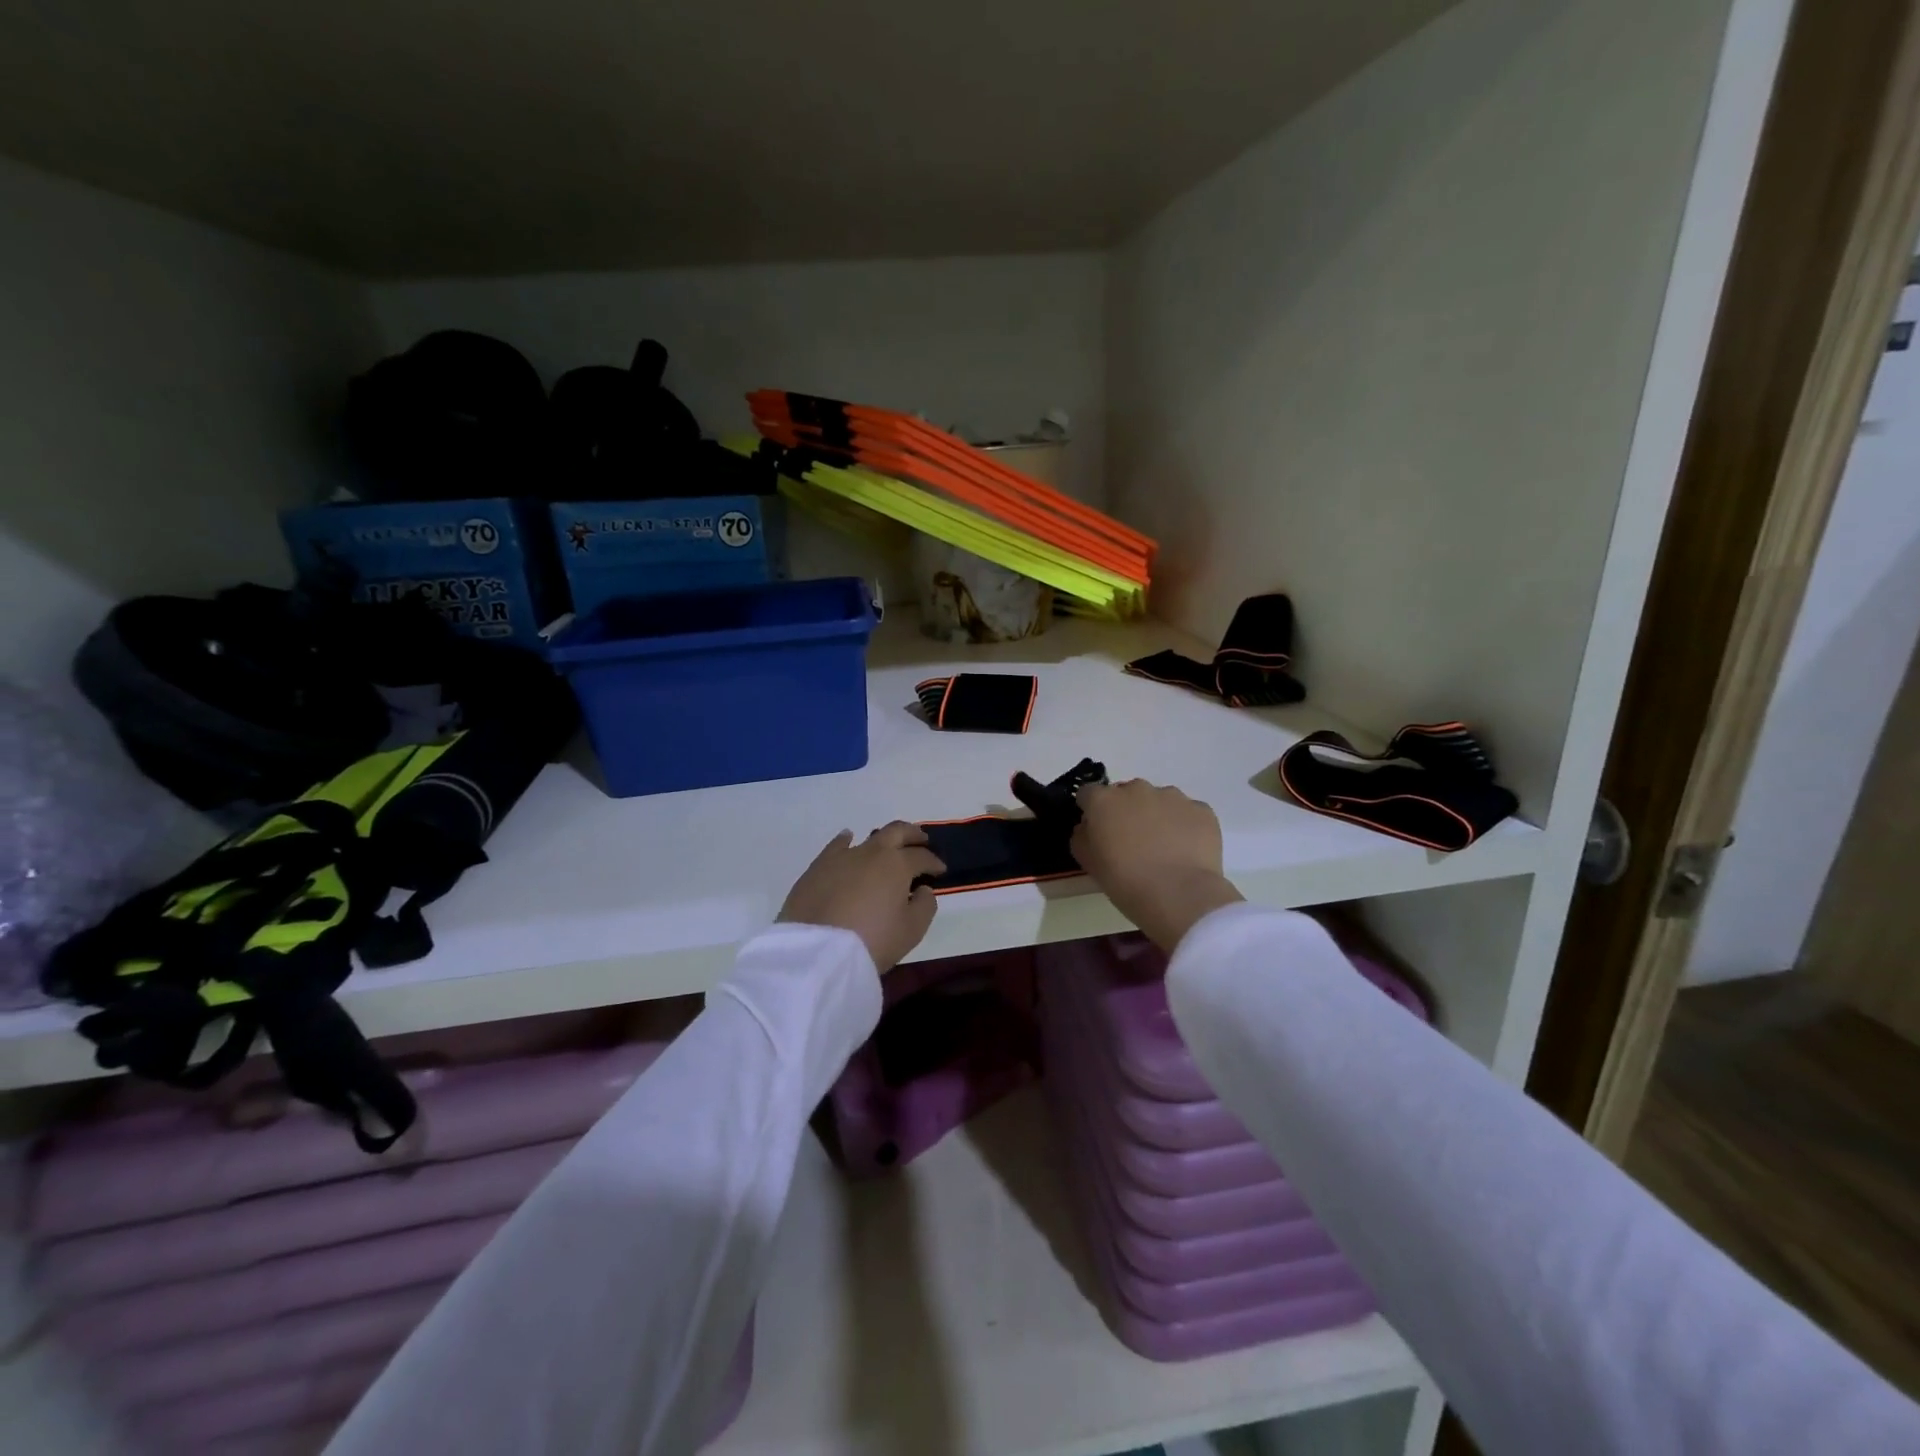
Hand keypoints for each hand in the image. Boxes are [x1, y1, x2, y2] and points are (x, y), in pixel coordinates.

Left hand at [779, 821, 945, 972]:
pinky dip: (846, 840)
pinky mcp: (818, 866)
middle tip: (922, 840)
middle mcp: (872, 852)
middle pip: (897, 832)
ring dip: (884, 839)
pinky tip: (848, 838)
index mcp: (897, 864)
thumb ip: (924, 905)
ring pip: (868, 837)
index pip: (922, 857)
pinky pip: (837, 846)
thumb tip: (923, 889)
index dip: (934, 862)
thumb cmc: (872, 940)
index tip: (940, 871)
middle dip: (913, 835)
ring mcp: (843, 856)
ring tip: (889, 847)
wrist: (818, 950)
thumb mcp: (911, 930)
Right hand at [1072, 779, 1243, 951]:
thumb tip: (1087, 827)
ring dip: (1156, 816)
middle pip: (1126, 793)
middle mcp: (1137, 789)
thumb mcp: (1088, 862)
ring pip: (1159, 800)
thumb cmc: (1125, 881)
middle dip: (1126, 811)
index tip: (1097, 830)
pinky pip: (1187, 813)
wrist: (1179, 895)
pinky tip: (1185, 851)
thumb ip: (1082, 837)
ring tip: (1163, 848)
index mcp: (1104, 800)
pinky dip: (1184, 826)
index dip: (1091, 811)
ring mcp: (1172, 796)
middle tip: (1131, 841)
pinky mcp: (1201, 809)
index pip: (1088, 794)